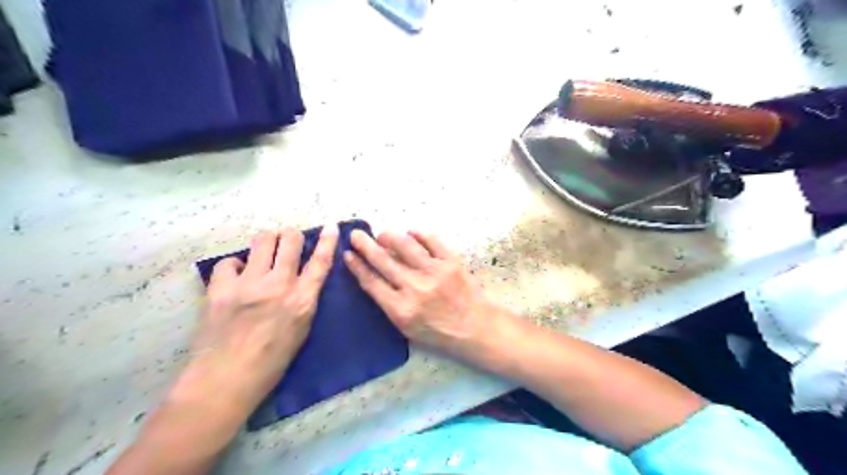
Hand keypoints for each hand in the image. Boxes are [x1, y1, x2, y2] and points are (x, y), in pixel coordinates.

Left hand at [169, 224, 340, 413]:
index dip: (328, 241)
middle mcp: (278, 285)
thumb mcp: (301, 330)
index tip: (331, 226)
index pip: (320, 262)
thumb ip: (304, 300)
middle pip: (290, 240)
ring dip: (268, 242)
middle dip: (291, 236)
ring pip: (262, 240)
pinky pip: (230, 262)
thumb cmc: (272, 362)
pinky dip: (235, 266)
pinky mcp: (221, 288)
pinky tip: (236, 277)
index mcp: (302, 300)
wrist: (225, 379)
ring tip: (264, 253)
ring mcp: (248, 284)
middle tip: (288, 242)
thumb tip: (302, 278)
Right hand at [343, 230, 500, 359]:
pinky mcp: (451, 262)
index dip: (357, 266)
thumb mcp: (407, 328)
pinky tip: (411, 232)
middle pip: (383, 260)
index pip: (371, 282)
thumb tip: (374, 275)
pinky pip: (432, 240)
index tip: (348, 254)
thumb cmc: (439, 332)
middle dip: (365, 245)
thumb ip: (389, 304)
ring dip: (389, 236)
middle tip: (356, 234)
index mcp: (401, 309)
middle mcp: (415, 288)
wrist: (475, 328)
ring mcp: (434, 272)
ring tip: (382, 234)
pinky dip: (419, 234)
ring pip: (405, 245)